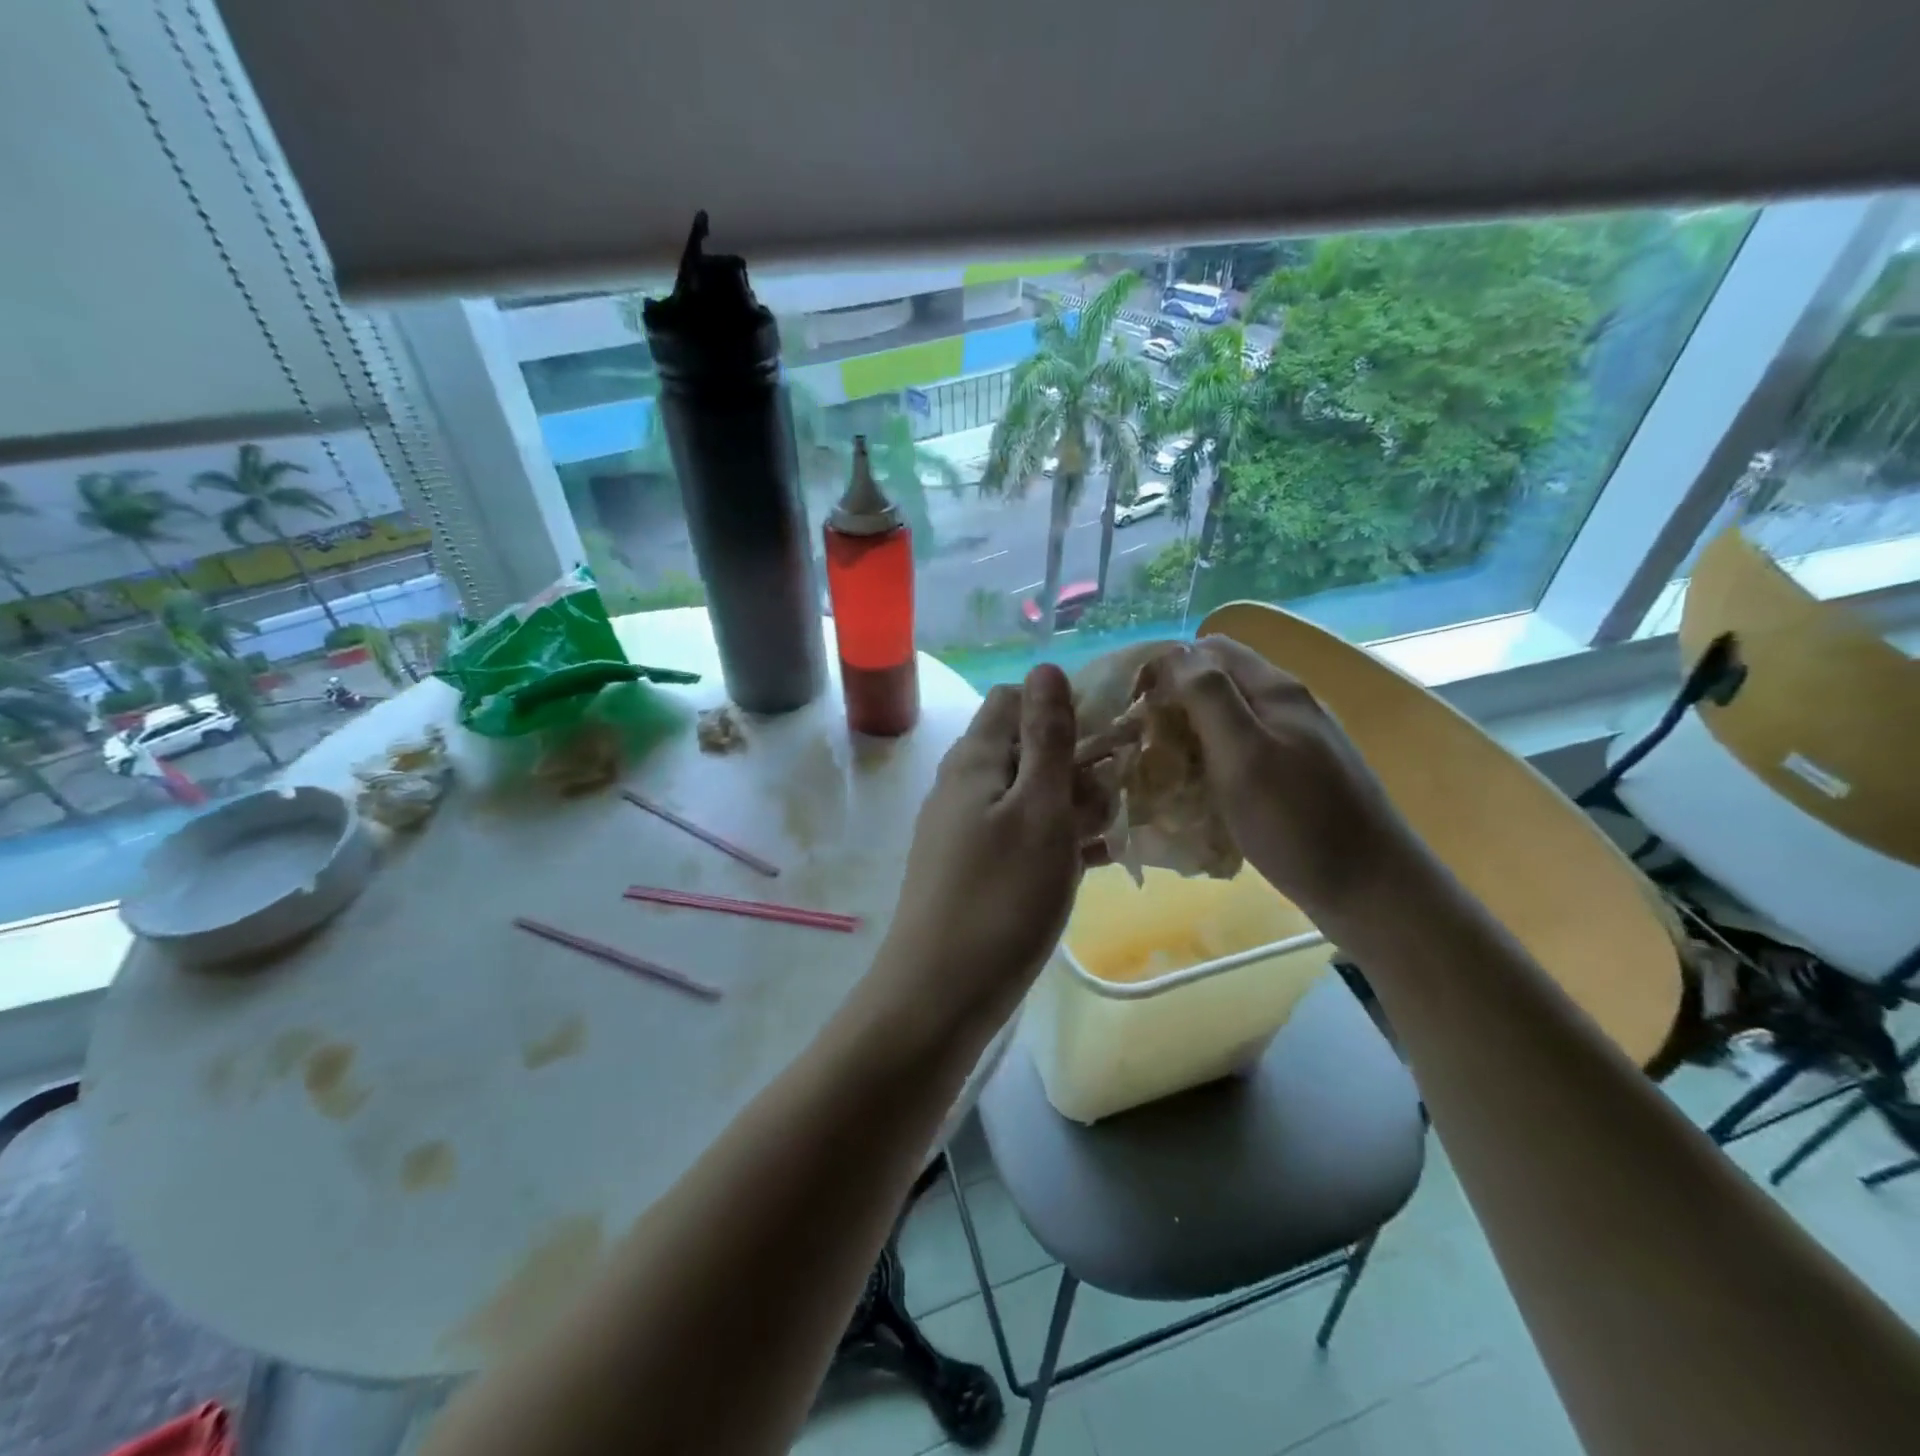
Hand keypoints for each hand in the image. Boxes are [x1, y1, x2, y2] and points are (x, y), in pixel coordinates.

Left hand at [875, 664, 1104, 1029]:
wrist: (939, 996)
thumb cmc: (1001, 898)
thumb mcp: (1038, 809)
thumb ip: (1046, 738)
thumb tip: (1046, 667)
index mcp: (974, 759)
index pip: (1015, 701)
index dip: (1063, 706)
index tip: (1110, 736)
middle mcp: (963, 785)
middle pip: (1024, 748)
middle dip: (1076, 762)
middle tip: (1116, 799)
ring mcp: (964, 830)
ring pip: (1028, 796)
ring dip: (1072, 804)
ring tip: (1113, 833)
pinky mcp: (973, 869)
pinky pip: (1021, 836)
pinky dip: (1056, 840)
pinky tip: (1094, 863)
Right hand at [1138, 637, 1417, 920]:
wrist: (1372, 890)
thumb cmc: (1299, 823)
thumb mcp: (1245, 755)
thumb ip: (1210, 698)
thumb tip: (1175, 653)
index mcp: (1275, 690)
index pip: (1208, 649)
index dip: (1165, 666)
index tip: (1131, 704)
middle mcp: (1288, 704)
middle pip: (1219, 681)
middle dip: (1174, 700)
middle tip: (1141, 738)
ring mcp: (1297, 739)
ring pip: (1230, 716)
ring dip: (1192, 731)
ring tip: (1161, 765)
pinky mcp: (1299, 773)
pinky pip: (1244, 749)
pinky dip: (1214, 759)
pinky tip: (1200, 789)